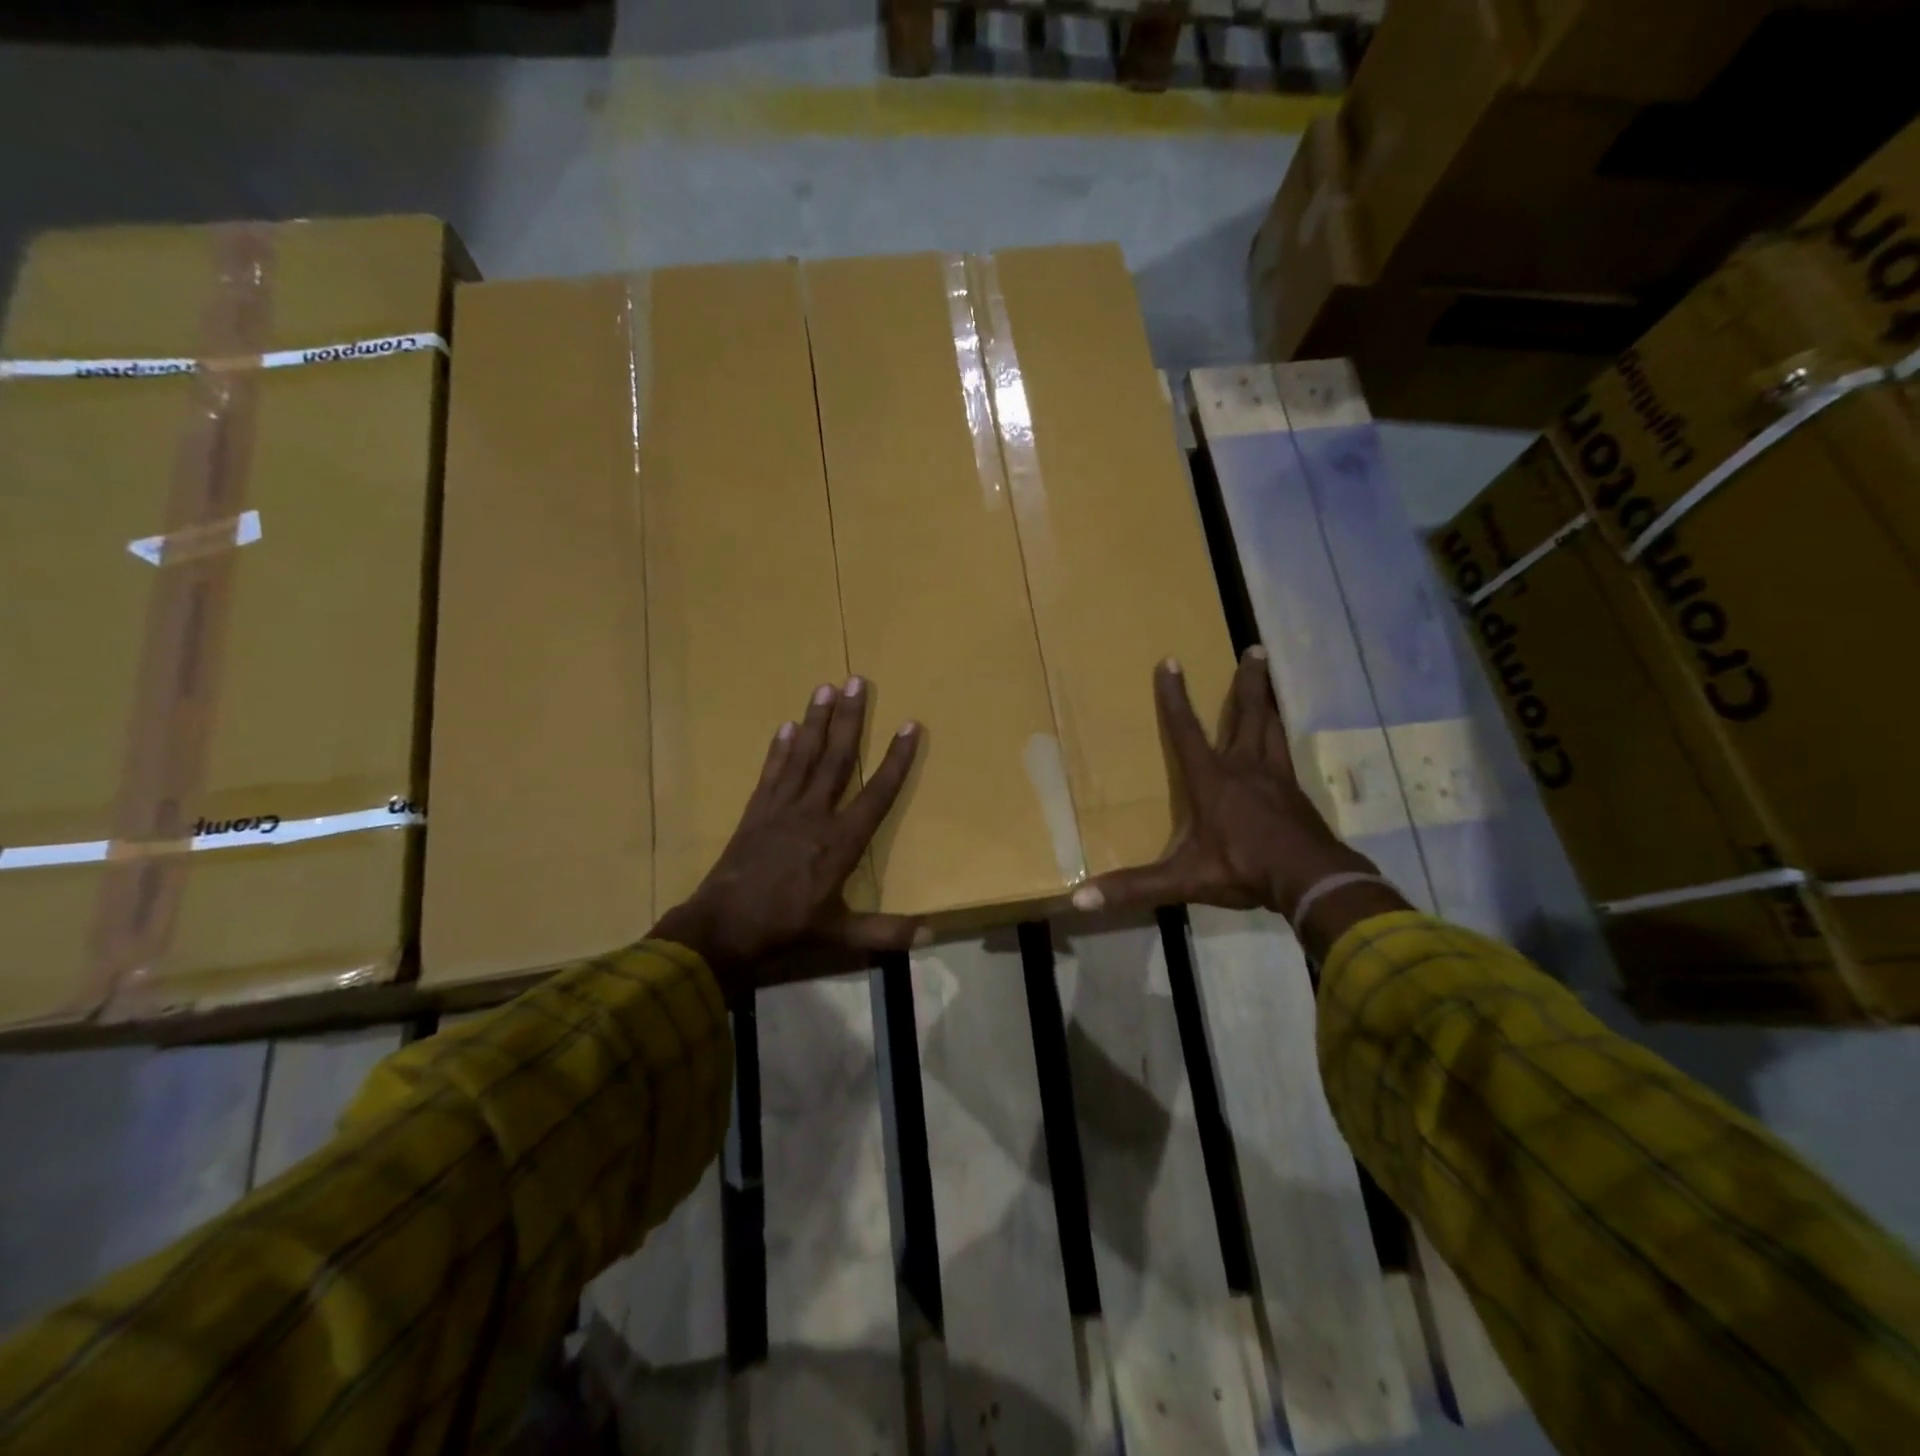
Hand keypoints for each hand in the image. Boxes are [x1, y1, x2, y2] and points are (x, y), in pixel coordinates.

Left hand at [650, 677, 921, 999]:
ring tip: (825, 687)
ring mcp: (781, 810)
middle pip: (836, 759)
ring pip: (803, 756)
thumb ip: (887, 932)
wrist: (722, 928)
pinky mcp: (755, 812)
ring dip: (815, 721)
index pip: (876, 793)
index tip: (909, 725)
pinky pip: (771, 773)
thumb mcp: (842, 934)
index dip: (895, 759)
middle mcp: (813, 815)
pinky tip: (785, 726)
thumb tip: (934, 936)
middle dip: (850, 719)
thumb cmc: (786, 928)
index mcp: (840, 841)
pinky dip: (779, 749)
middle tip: (857, 681)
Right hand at [1070, 649, 1390, 925]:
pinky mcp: (1297, 795)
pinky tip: (1282, 744)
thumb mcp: (1183, 879)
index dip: (1175, 697)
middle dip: (1248, 682)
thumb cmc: (1243, 869)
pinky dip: (1281, 739)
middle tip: (1255, 649)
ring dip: (1268, 702)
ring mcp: (1277, 780)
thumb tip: (1078, 900)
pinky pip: (1286, 756)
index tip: (1171, 660)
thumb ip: (1133, 887)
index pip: (1187, 730)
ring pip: (1271, 729)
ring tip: (1269, 678)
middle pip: (1248, 715)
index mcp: (1212, 780)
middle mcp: (1245, 769)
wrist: (1311, 881)